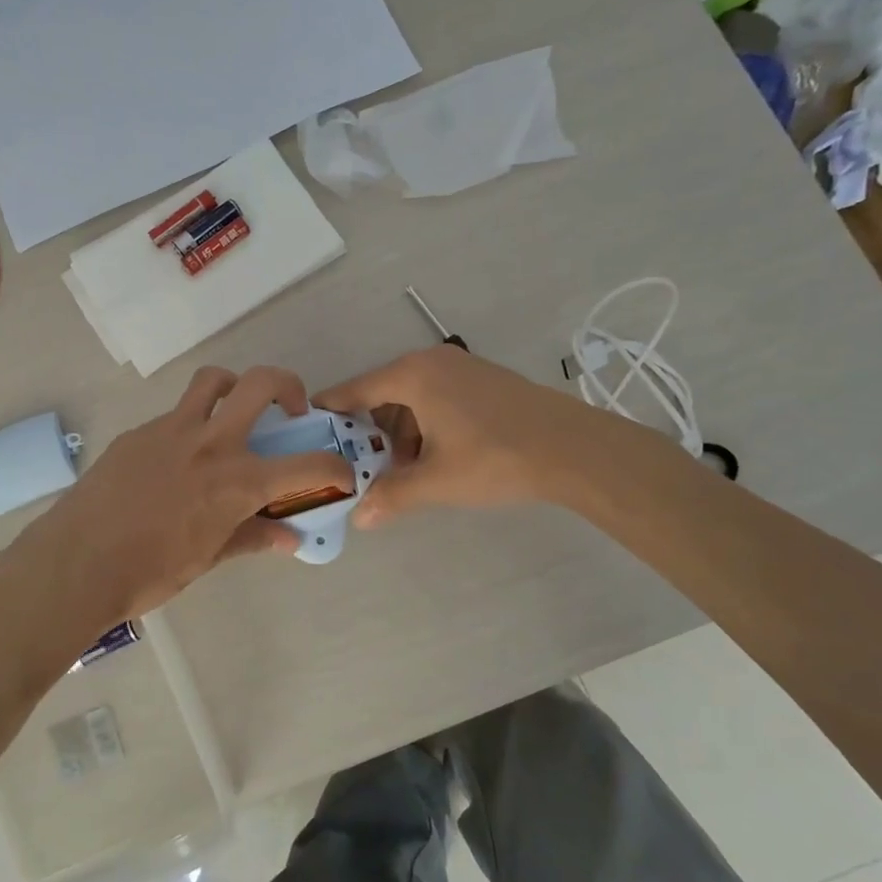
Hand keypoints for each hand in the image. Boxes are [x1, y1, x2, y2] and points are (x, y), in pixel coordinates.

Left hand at [9, 366, 352, 627]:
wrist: (77, 562)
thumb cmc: (149, 572)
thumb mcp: (208, 559)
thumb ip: (252, 539)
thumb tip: (289, 538)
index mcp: (238, 482)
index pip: (307, 466)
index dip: (335, 468)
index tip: (340, 474)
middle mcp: (212, 443)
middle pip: (261, 384)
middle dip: (289, 387)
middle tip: (291, 411)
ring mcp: (172, 430)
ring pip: (213, 381)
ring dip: (234, 387)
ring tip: (234, 413)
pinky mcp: (140, 432)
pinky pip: (175, 415)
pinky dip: (190, 426)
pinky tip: (177, 460)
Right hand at [315, 346, 598, 526]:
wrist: (574, 448)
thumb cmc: (495, 458)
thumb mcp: (437, 481)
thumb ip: (392, 496)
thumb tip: (360, 519)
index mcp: (411, 375)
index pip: (353, 390)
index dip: (329, 413)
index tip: (307, 432)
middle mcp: (430, 361)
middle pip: (381, 394)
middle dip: (369, 432)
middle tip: (359, 467)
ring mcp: (459, 367)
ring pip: (410, 398)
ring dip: (400, 433)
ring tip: (402, 472)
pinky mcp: (481, 379)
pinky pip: (436, 397)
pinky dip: (425, 425)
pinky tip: (434, 458)